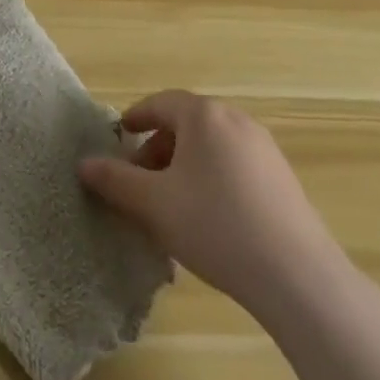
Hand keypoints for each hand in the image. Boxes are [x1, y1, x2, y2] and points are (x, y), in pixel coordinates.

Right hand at [78, 90, 337, 308]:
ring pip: (210, 146)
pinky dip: (210, 178)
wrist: (296, 276)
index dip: (135, 119)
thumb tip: (83, 164)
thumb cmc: (214, 225)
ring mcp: (265, 149)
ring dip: (183, 165)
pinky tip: (206, 218)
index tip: (118, 138)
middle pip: (186, 124)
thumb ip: (114, 180)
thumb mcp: (152, 203)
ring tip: (169, 203)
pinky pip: (234, 165)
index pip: (160, 103)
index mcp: (204, 116)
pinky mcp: (282, 178)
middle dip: (157, 148)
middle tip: (138, 181)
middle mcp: (236, 121)